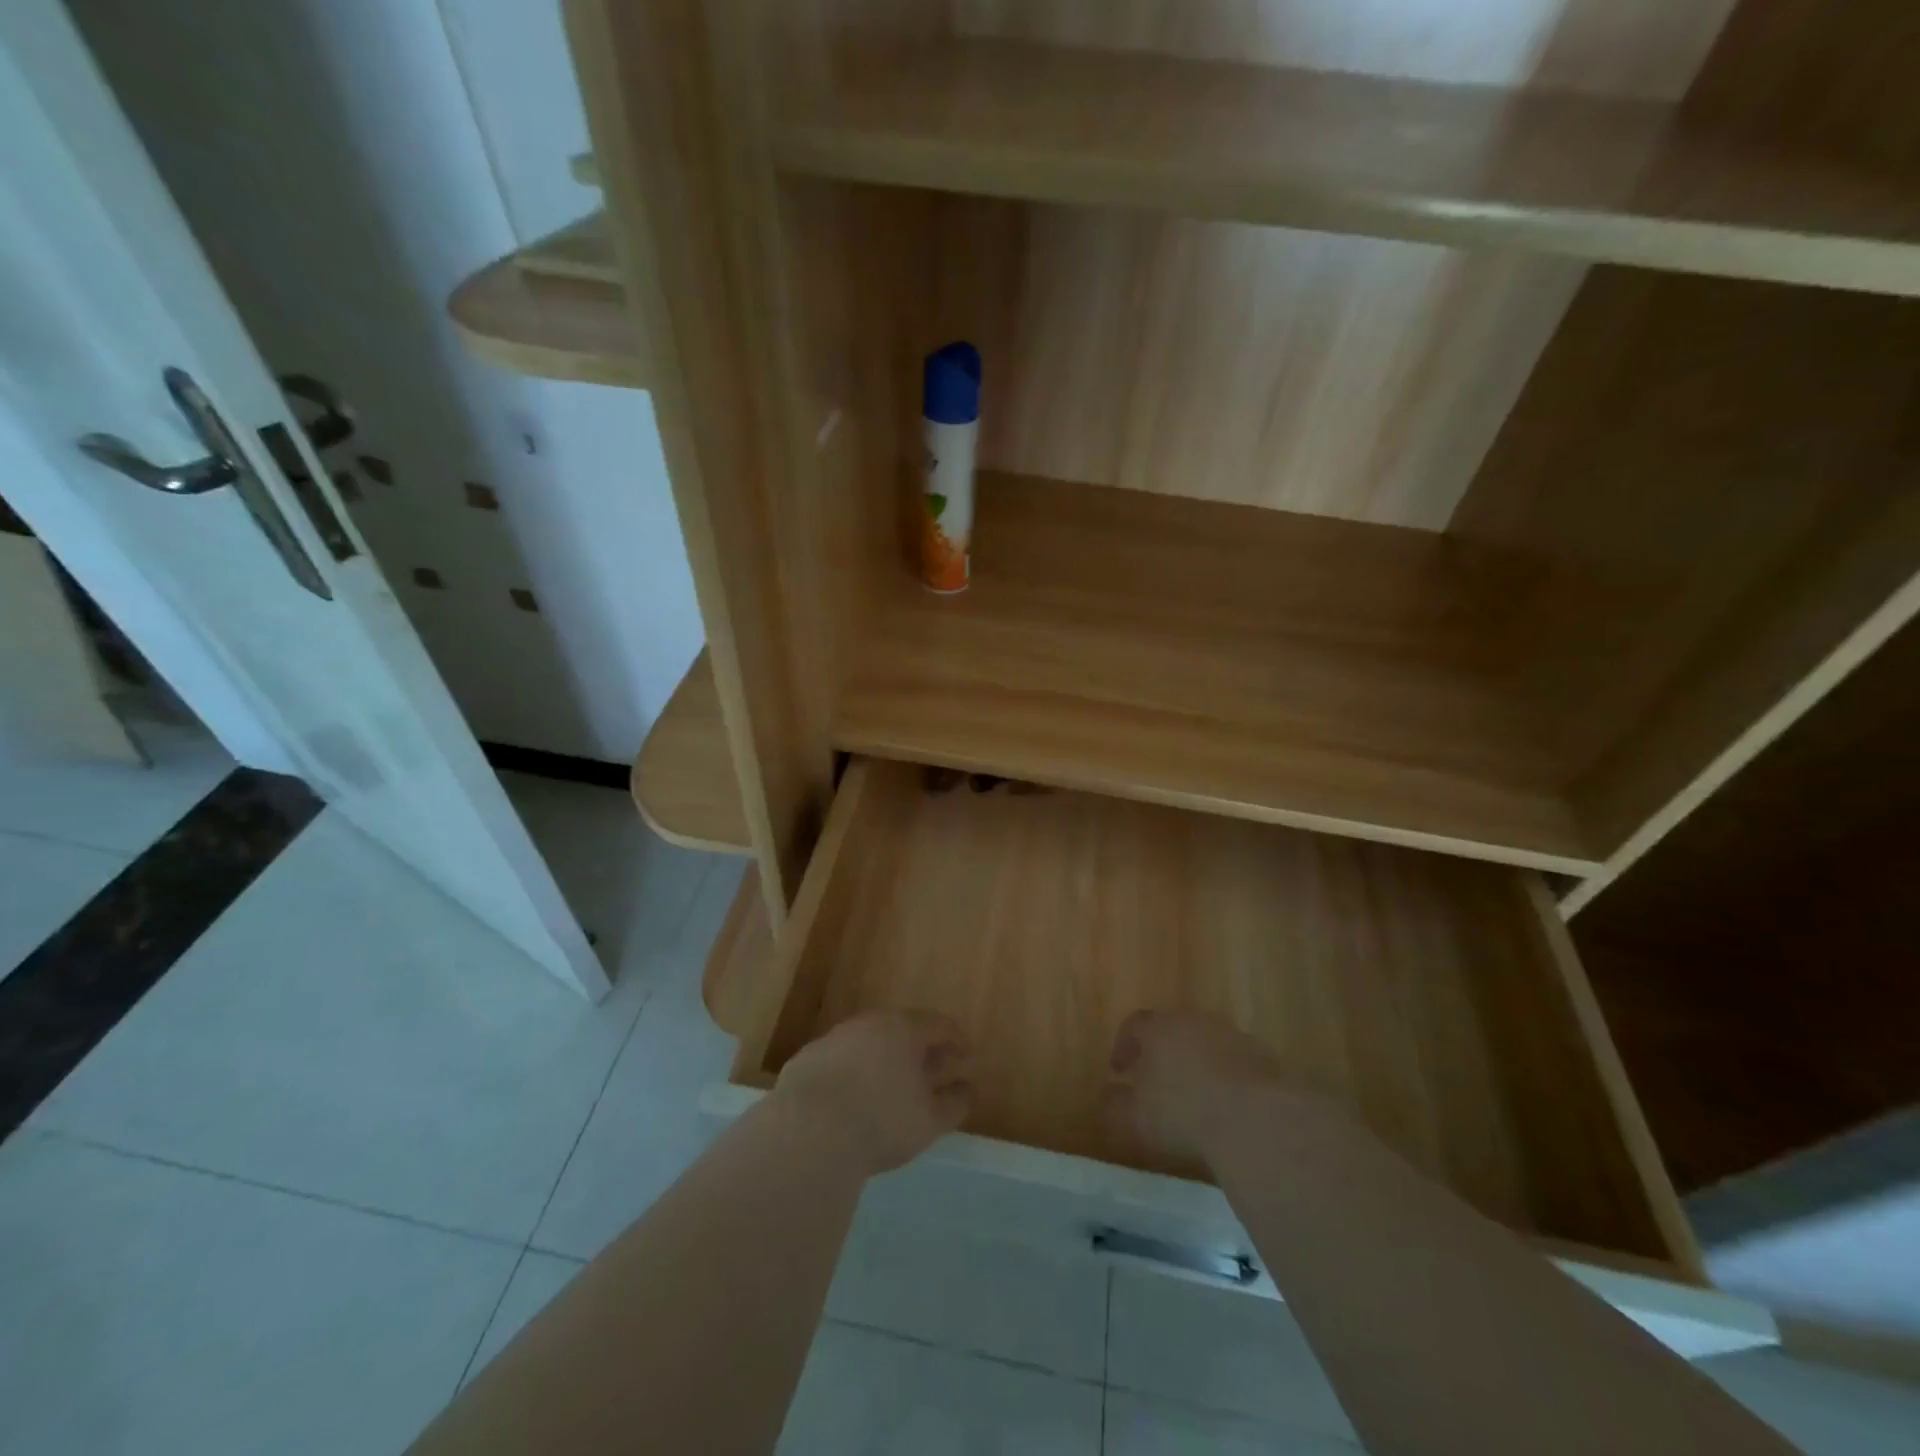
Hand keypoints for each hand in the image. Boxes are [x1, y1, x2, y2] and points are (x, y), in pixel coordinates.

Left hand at [772, 1010, 974, 1175]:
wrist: (807, 1132)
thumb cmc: (881, 1121)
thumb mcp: (930, 1120)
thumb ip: (955, 1102)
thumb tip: (967, 1088)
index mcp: (903, 1029)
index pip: (938, 1024)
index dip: (956, 1039)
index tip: (966, 1055)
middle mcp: (868, 1024)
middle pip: (902, 1030)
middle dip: (920, 1049)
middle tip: (932, 1070)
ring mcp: (834, 1039)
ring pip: (868, 1043)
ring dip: (884, 1059)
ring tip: (893, 1086)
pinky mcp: (806, 1060)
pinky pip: (840, 1061)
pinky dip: (854, 1073)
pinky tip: (854, 1099)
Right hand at [1105, 1010, 1311, 1166]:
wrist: (1255, 1119)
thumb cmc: (1183, 1112)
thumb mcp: (1137, 1116)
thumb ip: (1116, 1104)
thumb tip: (1106, 1095)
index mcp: (1159, 1028)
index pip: (1134, 1025)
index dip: (1124, 1046)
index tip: (1119, 1070)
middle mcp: (1194, 1021)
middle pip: (1172, 1029)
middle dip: (1161, 1052)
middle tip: (1155, 1079)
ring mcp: (1231, 1035)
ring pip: (1206, 1043)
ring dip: (1196, 1063)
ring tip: (1194, 1095)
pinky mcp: (1263, 1056)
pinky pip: (1235, 1062)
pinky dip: (1227, 1077)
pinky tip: (1228, 1106)